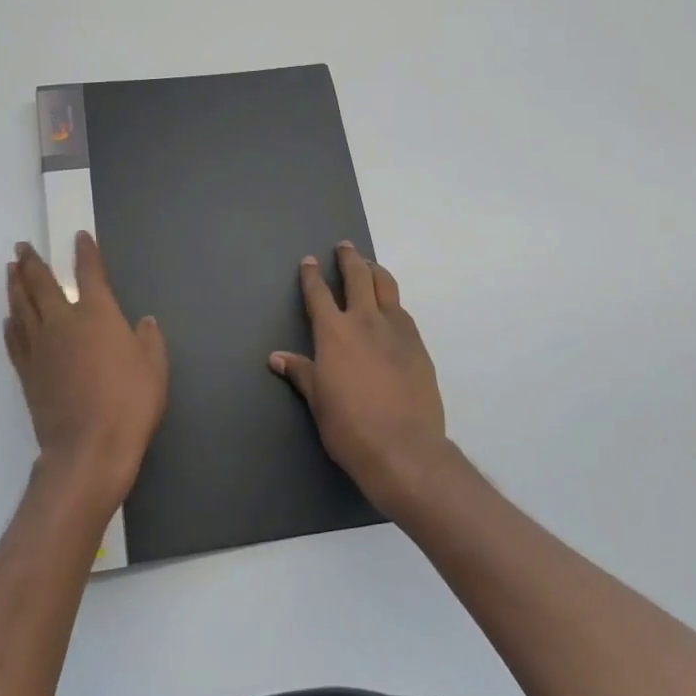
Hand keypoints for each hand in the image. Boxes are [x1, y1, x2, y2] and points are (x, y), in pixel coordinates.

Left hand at [4, 233, 167, 512]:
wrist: (88, 448)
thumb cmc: (129, 402)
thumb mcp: (154, 367)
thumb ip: (148, 339)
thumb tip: (144, 322)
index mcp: (96, 314)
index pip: (89, 273)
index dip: (85, 253)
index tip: (79, 238)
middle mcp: (62, 322)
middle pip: (41, 284)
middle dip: (32, 262)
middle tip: (22, 246)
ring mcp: (40, 347)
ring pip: (22, 307)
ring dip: (15, 285)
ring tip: (10, 270)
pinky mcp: (27, 373)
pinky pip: (14, 340)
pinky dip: (10, 325)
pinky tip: (8, 319)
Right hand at [271, 243, 449, 514]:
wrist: (404, 448)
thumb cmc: (349, 426)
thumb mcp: (318, 400)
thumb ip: (301, 372)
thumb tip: (277, 357)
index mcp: (334, 332)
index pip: (319, 294)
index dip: (311, 275)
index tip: (309, 261)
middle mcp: (365, 321)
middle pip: (358, 277)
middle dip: (349, 259)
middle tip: (345, 247)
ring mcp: (397, 331)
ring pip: (386, 287)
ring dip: (376, 272)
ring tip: (371, 266)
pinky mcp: (418, 346)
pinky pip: (403, 313)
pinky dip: (392, 302)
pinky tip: (391, 309)